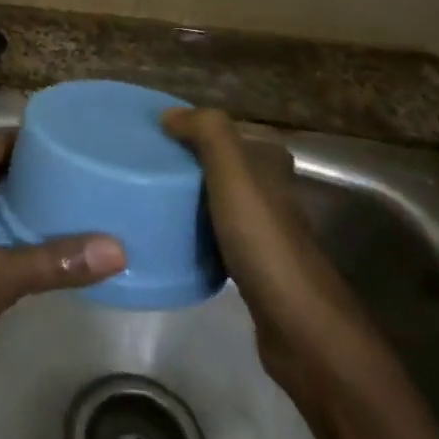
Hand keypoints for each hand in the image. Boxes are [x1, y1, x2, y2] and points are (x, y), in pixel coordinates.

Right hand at [162, 107, 364, 382]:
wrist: (298, 324)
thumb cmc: (263, 240)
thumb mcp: (234, 172)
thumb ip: (207, 132)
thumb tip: (169, 114)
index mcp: (270, 163)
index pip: (224, 132)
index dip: (191, 128)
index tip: (151, 136)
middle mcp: (271, 191)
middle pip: (218, 166)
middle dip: (184, 163)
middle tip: (141, 168)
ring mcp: (263, 230)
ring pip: (215, 200)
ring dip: (186, 198)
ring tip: (147, 199)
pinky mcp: (252, 265)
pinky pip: (213, 235)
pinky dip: (193, 232)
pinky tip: (169, 238)